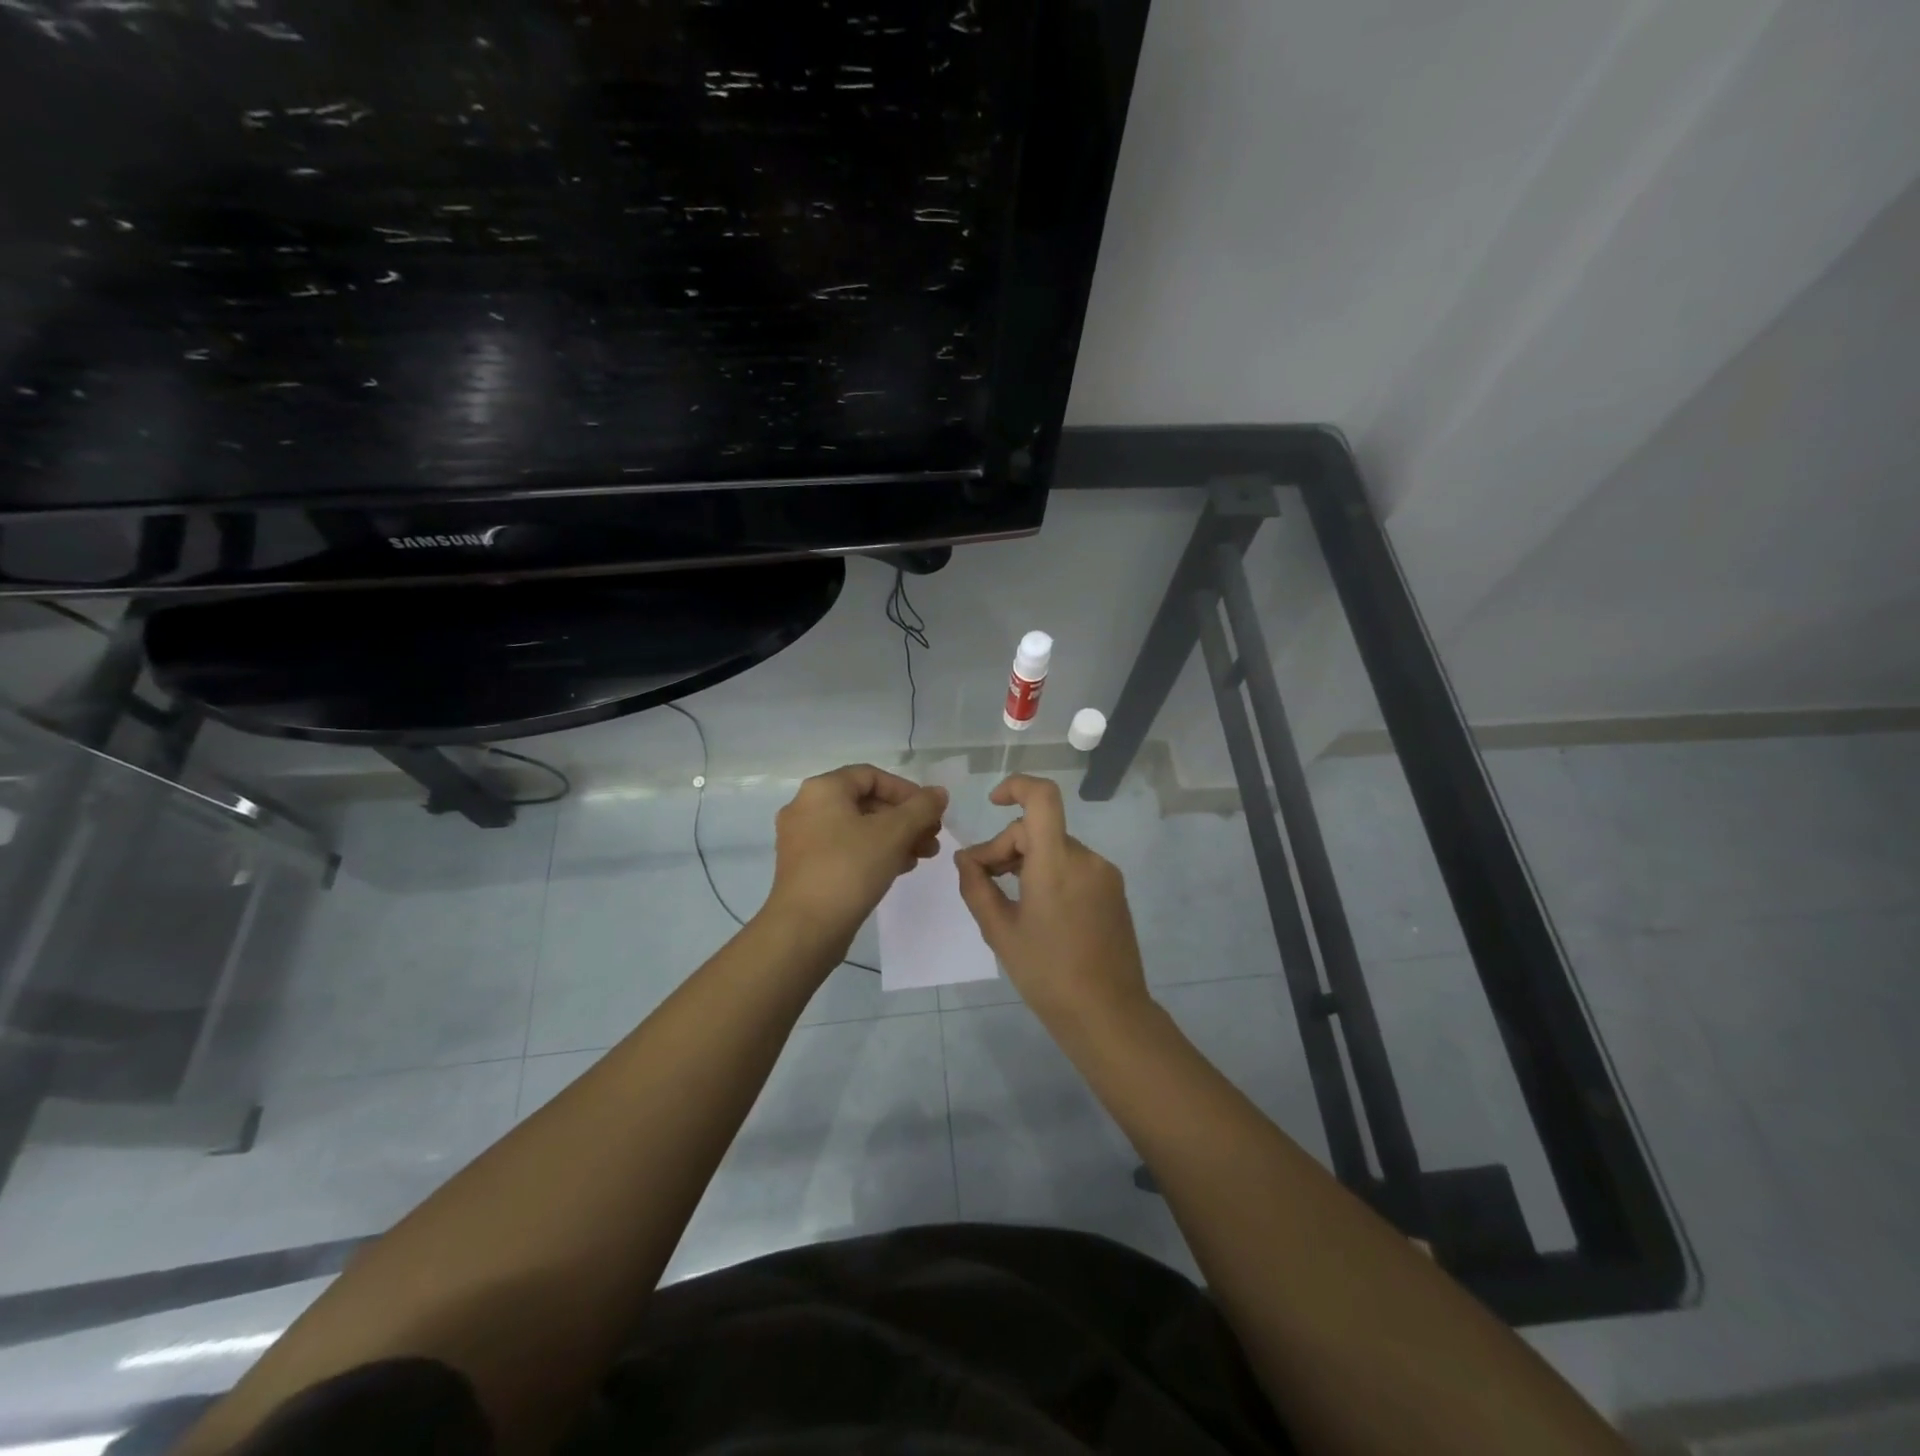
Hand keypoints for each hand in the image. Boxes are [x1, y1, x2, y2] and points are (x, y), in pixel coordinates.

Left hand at [764, 765, 947, 951]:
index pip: (871, 775)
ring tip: (923, 856)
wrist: (806, 929)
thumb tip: (939, 793)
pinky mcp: (806, 868)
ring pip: (857, 828)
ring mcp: (802, 840)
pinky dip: (874, 853)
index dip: (906, 790)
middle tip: (932, 836)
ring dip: (894, 837)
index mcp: (822, 790)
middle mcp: (806, 808)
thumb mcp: (894, 833)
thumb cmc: (850, 869)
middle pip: (865, 802)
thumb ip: (921, 808)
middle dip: (905, 818)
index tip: (931, 812)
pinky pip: (846, 849)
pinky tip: (900, 868)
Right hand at [953, 774, 1149, 1036]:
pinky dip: (1050, 873)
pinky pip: (1074, 866)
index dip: (1016, 786)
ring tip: (1007, 898)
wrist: (1107, 1013)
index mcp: (1056, 863)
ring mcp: (1105, 874)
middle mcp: (1085, 858)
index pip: (1042, 797)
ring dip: (1028, 861)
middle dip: (1006, 847)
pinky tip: (1037, 908)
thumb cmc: (1046, 973)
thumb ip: (977, 886)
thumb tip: (965, 858)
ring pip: (1055, 848)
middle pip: (1038, 830)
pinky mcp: (1114, 890)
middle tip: (982, 880)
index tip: (992, 803)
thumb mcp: (1000, 931)